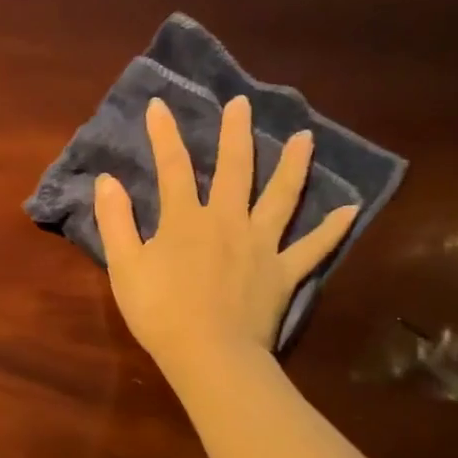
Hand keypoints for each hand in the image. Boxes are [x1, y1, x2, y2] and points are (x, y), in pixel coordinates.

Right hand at [93, 95, 357, 375]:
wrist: (208, 354)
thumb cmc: (158, 310)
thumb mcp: (124, 266)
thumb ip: (116, 221)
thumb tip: (107, 181)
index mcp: (186, 219)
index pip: (173, 167)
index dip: (164, 134)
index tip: (159, 105)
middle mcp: (228, 220)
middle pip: (235, 169)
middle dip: (235, 133)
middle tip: (242, 104)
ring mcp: (262, 244)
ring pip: (281, 196)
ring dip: (293, 165)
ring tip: (305, 137)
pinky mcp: (284, 271)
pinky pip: (313, 246)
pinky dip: (332, 228)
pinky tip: (350, 209)